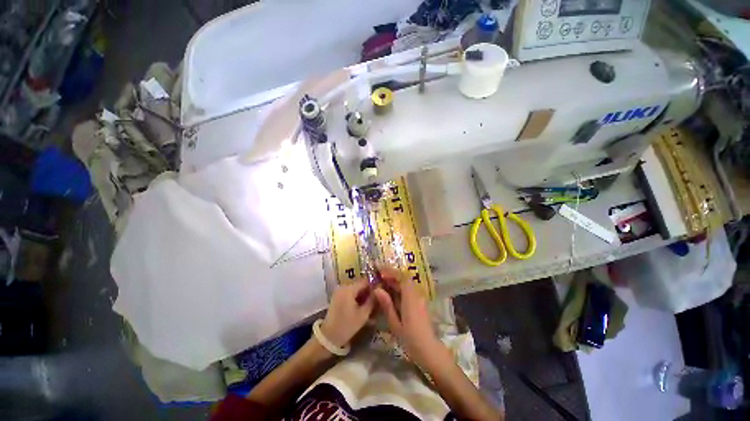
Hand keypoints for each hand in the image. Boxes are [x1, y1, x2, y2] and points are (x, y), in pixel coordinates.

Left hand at [320, 278, 375, 347]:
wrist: (328, 337)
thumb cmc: (347, 326)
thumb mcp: (363, 314)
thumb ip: (372, 300)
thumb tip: (380, 291)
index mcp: (349, 289)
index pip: (366, 281)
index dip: (374, 286)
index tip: (382, 293)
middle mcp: (343, 286)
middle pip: (360, 285)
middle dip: (369, 292)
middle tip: (377, 301)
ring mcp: (339, 291)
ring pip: (356, 290)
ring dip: (363, 296)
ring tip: (371, 306)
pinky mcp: (337, 297)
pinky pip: (350, 294)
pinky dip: (357, 299)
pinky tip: (362, 308)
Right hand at [373, 267, 443, 366]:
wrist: (429, 350)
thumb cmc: (410, 339)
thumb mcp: (395, 323)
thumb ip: (387, 304)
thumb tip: (377, 289)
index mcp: (411, 298)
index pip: (402, 277)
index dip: (391, 272)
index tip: (379, 270)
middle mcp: (417, 294)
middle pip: (405, 278)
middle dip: (392, 275)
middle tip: (379, 275)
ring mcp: (420, 298)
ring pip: (407, 283)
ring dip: (395, 280)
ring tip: (383, 282)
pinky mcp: (420, 302)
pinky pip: (409, 289)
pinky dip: (400, 287)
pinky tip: (391, 292)